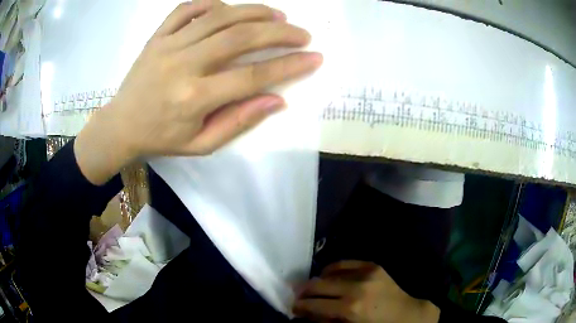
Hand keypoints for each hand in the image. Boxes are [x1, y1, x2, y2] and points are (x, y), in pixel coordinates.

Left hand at [74, 0, 322, 184]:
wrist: (120, 126)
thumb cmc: (160, 138)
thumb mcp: (200, 144)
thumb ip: (238, 121)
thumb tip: (277, 100)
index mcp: (194, 98)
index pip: (252, 76)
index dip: (289, 65)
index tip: (314, 58)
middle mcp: (183, 65)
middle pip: (240, 38)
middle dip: (279, 32)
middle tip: (302, 33)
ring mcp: (168, 45)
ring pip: (219, 17)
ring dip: (254, 11)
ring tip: (277, 14)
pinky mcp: (157, 36)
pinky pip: (186, 9)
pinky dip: (211, 3)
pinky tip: (228, 8)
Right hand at [294, 261, 439, 322]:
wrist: (405, 313)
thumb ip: (325, 320)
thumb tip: (305, 313)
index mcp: (350, 309)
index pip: (314, 305)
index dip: (300, 306)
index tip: (293, 307)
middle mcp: (355, 288)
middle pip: (318, 285)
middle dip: (303, 291)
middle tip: (297, 295)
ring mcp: (365, 273)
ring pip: (329, 272)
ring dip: (317, 280)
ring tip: (313, 287)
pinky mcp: (372, 265)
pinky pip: (344, 263)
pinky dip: (332, 269)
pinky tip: (328, 275)